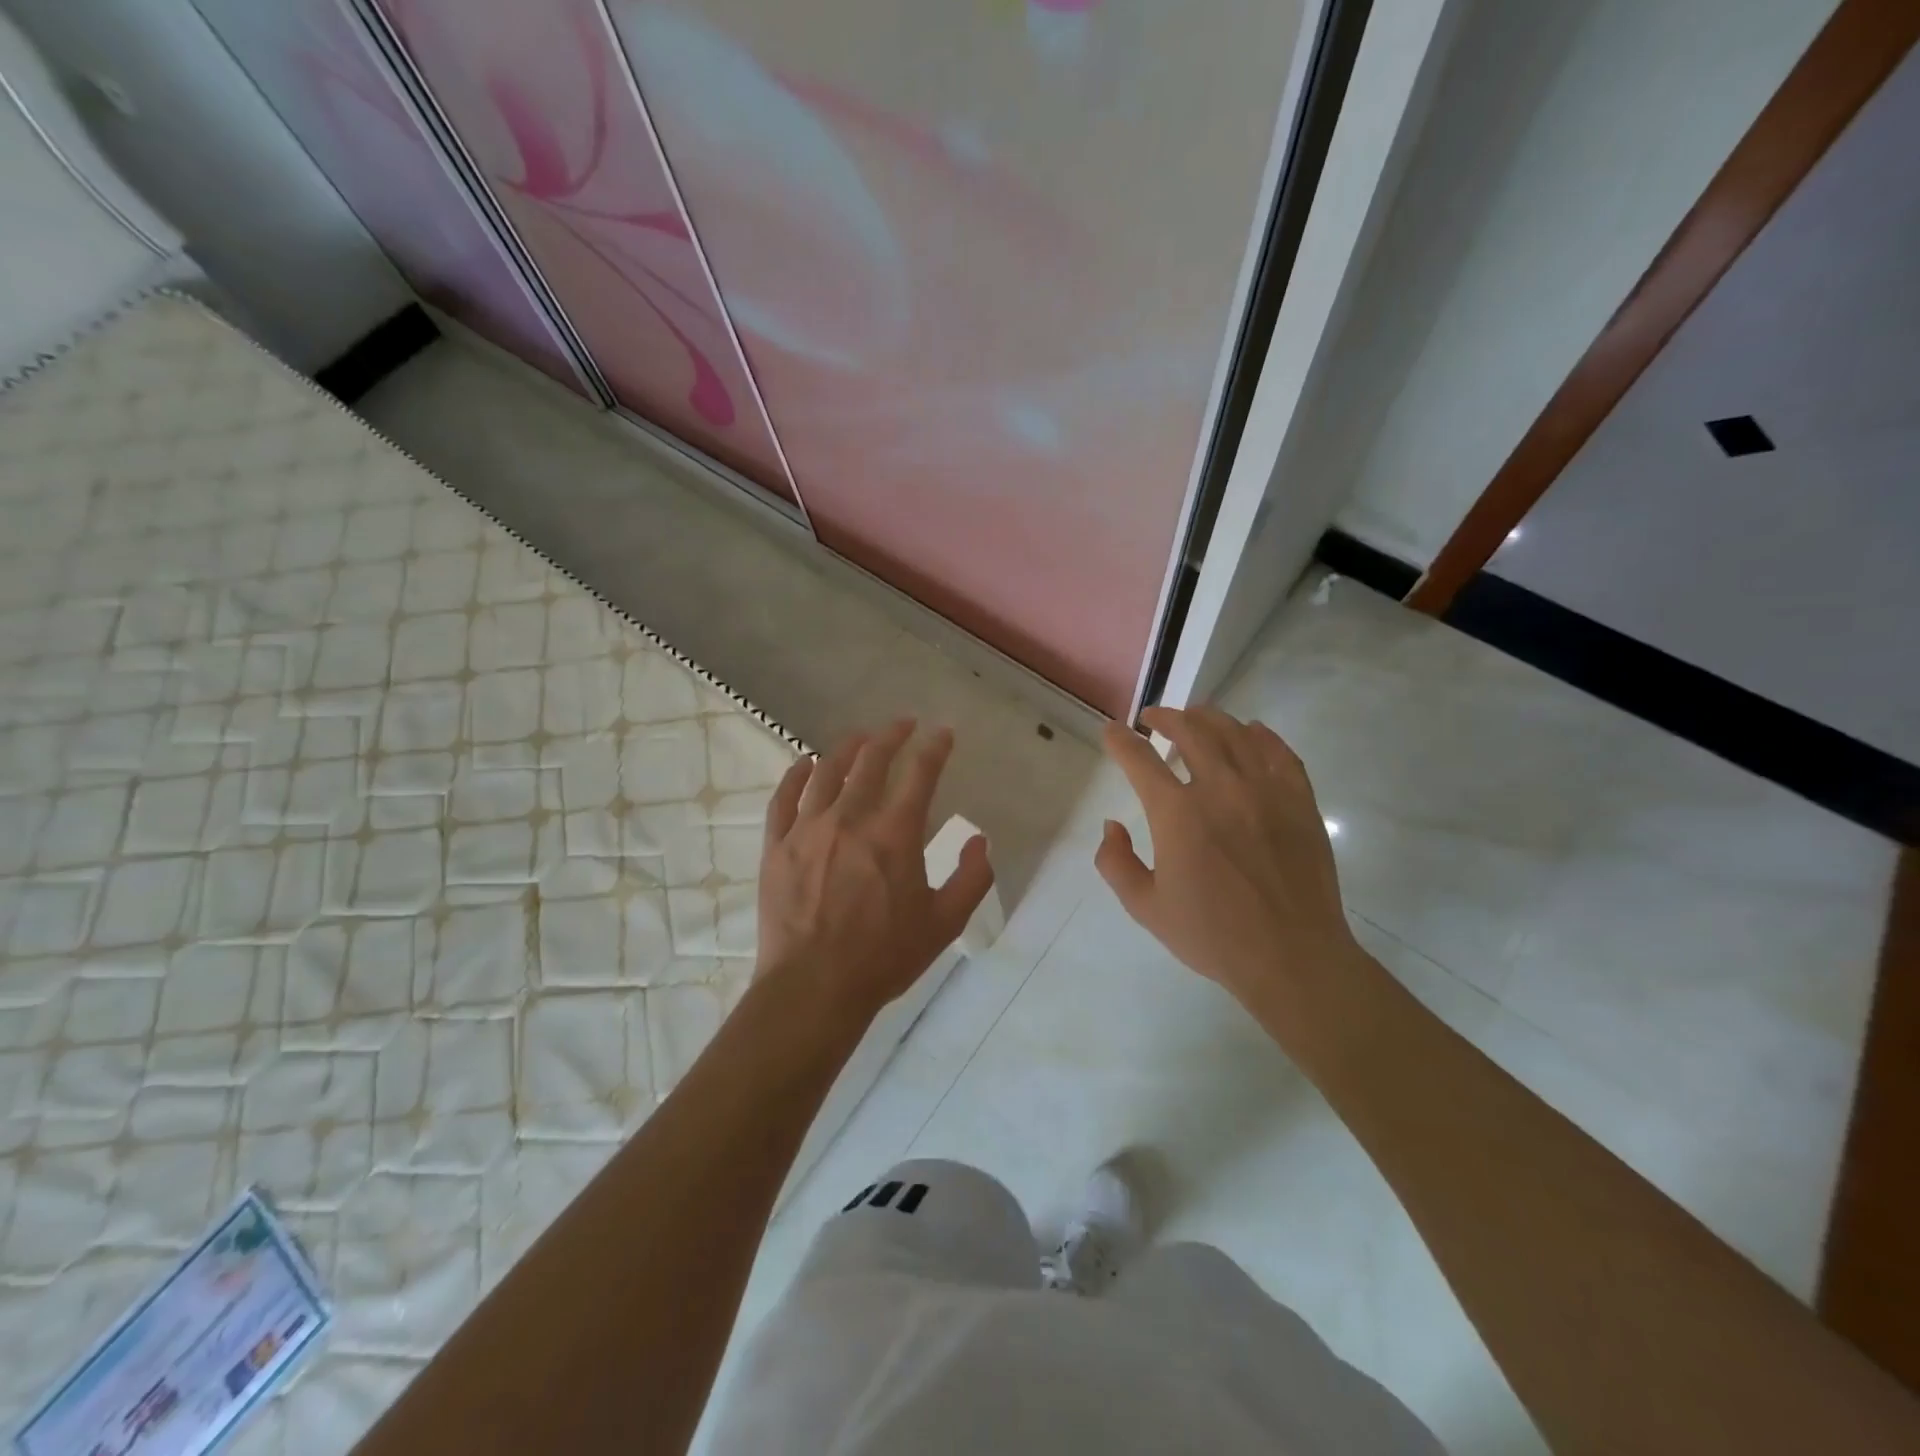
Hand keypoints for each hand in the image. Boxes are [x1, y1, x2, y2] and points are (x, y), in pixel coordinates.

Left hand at [757, 720, 994, 1021]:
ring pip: (826, 771)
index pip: (920, 774)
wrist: (814, 988)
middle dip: (891, 735)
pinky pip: (784, 798)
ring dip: (847, 747)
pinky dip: (796, 775)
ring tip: (859, 737)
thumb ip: (972, 878)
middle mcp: (850, 819)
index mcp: (894, 835)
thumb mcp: (944, 923)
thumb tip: (978, 839)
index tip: (942, 733)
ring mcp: (808, 829)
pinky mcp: (777, 846)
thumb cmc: (884, 958)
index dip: (934, 747)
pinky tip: (805, 764)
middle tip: (903, 724)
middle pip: (871, 761)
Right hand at [1096, 705, 1360, 1014]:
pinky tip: (1251, 732)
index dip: (1120, 741)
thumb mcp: (1146, 908)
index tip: (1112, 732)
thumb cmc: (1213, 936)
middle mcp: (1220, 788)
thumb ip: (1115, 863)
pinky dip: (1260, 735)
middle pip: (1189, 730)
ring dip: (1208, 718)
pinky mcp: (1299, 800)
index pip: (1139, 759)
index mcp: (1177, 814)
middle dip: (1165, 717)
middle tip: (1153, 719)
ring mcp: (1265, 790)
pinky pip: (1279, 751)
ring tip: (1195, 719)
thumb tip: (1111, 826)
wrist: (1292, 957)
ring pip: (1234, 732)